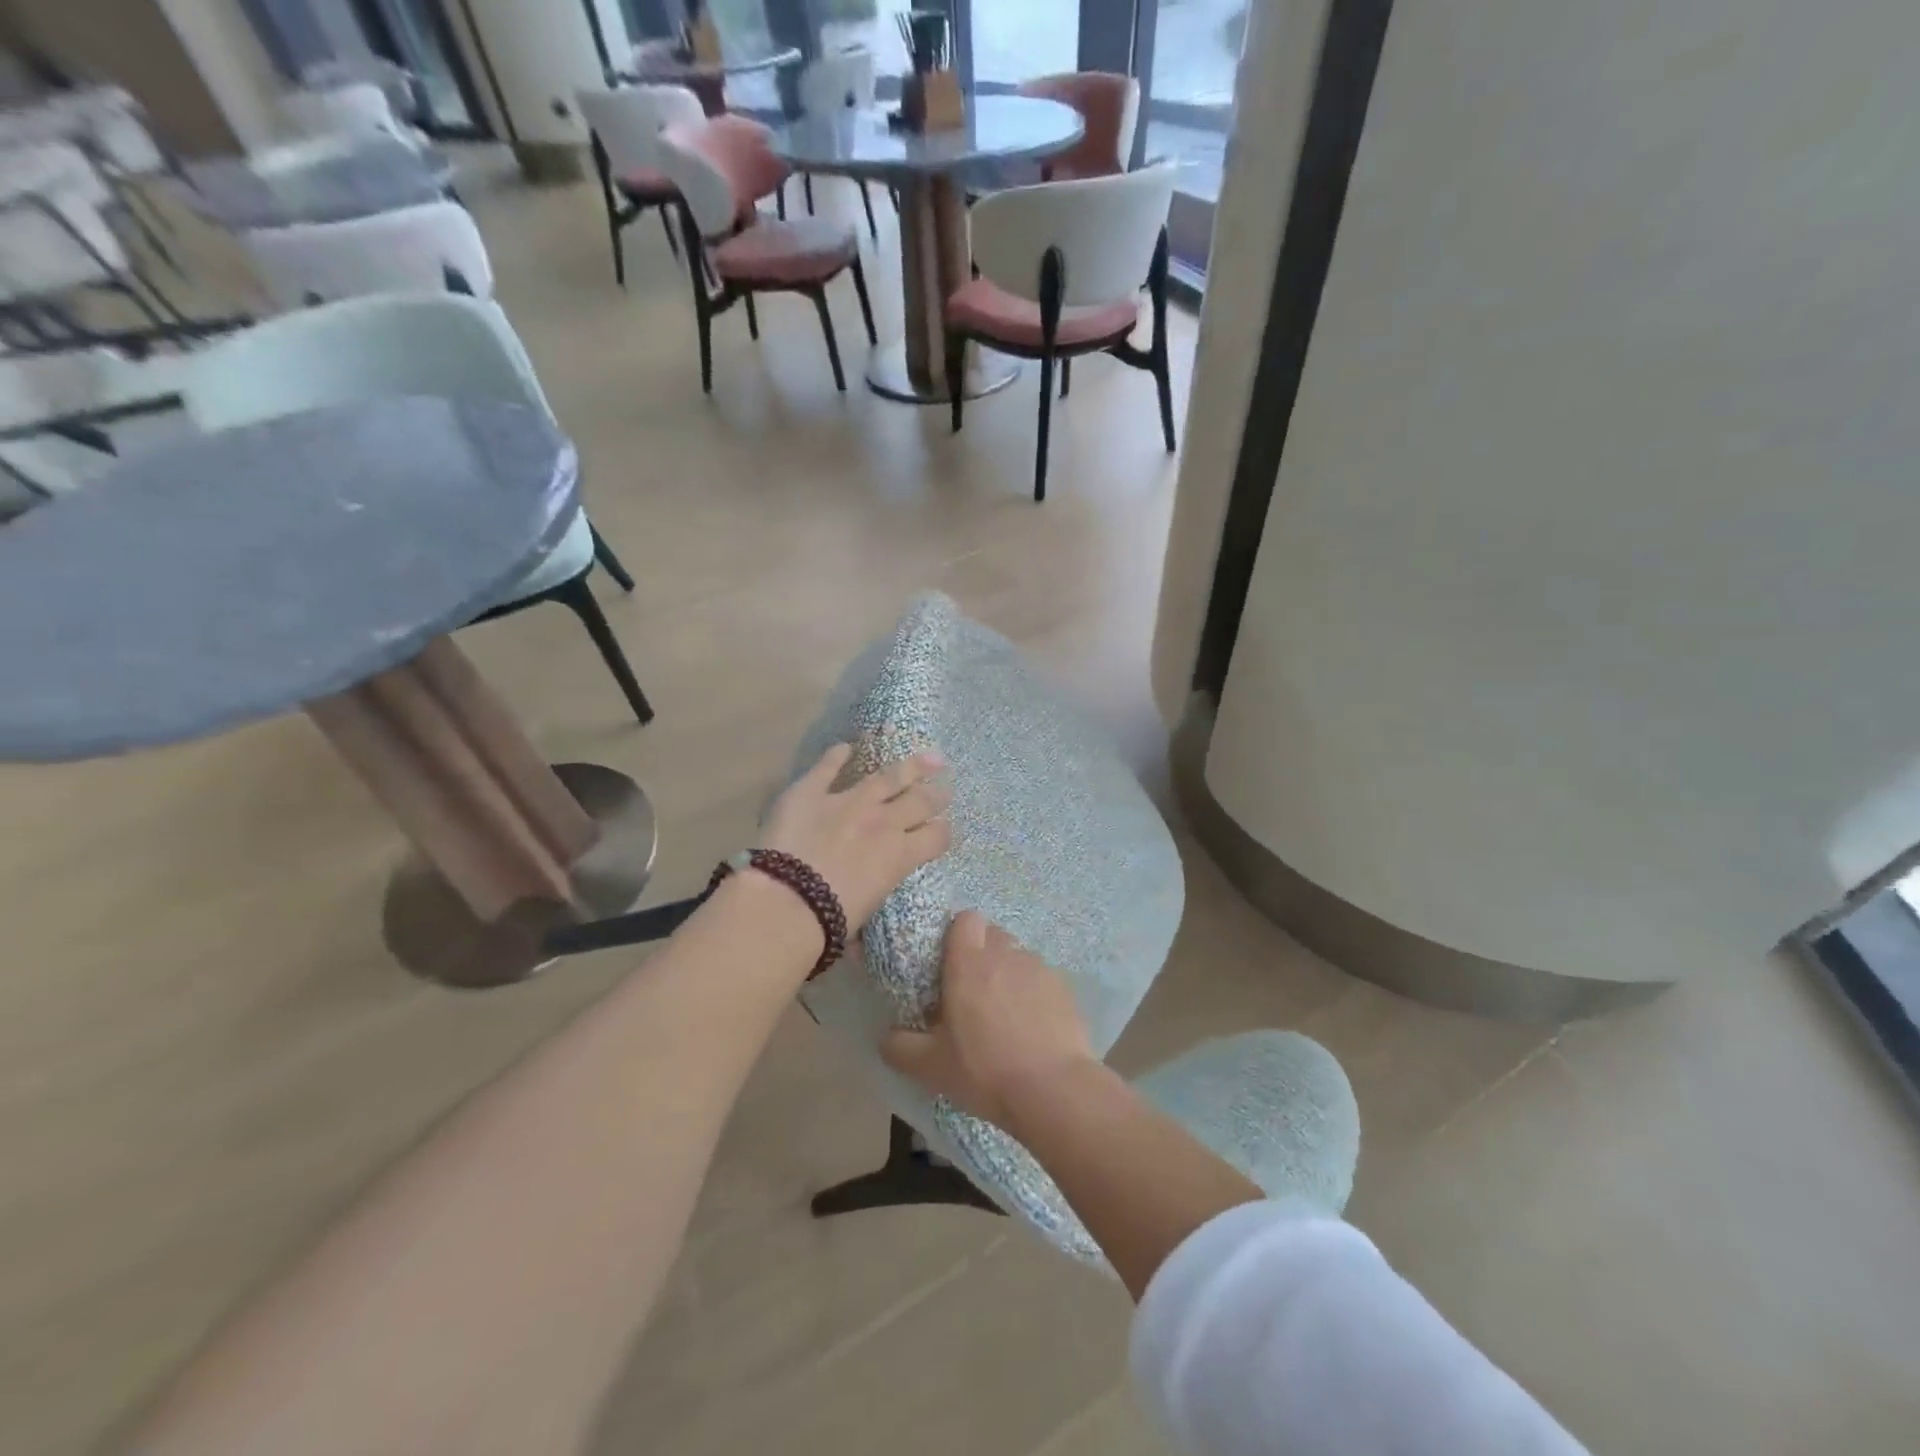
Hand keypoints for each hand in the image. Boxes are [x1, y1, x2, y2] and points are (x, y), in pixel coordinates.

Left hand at [760, 743, 951, 932]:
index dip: (943, 832)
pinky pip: (827, 767)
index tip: (944, 830)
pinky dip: (836, 756)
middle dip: (936, 794)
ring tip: (928, 757)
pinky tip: (846, 747)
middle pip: (921, 800)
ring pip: (888, 776)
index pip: (936, 837)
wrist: (787, 902)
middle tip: (944, 789)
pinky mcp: (811, 791)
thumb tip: (866, 929)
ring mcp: (848, 801)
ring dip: (911, 766)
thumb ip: (874, 898)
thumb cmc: (829, 920)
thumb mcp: (866, 912)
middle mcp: (882, 822)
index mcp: (899, 856)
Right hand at [880, 912, 1097, 1128]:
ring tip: (1004, 1011)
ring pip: (1018, 955)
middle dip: (981, 953)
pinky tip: (1031, 1026)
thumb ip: (900, 1047)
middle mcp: (1006, 954)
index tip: (949, 962)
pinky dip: (1033, 992)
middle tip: (971, 989)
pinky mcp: (1064, 988)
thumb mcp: (930, 1066)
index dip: (958, 933)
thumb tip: (887, 1037)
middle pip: (992, 934)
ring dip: (1008, 972)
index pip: (966, 919)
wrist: (1053, 1090)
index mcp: (969, 962)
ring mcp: (1039, 968)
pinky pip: (1041, 978)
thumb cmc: (984, 1070)